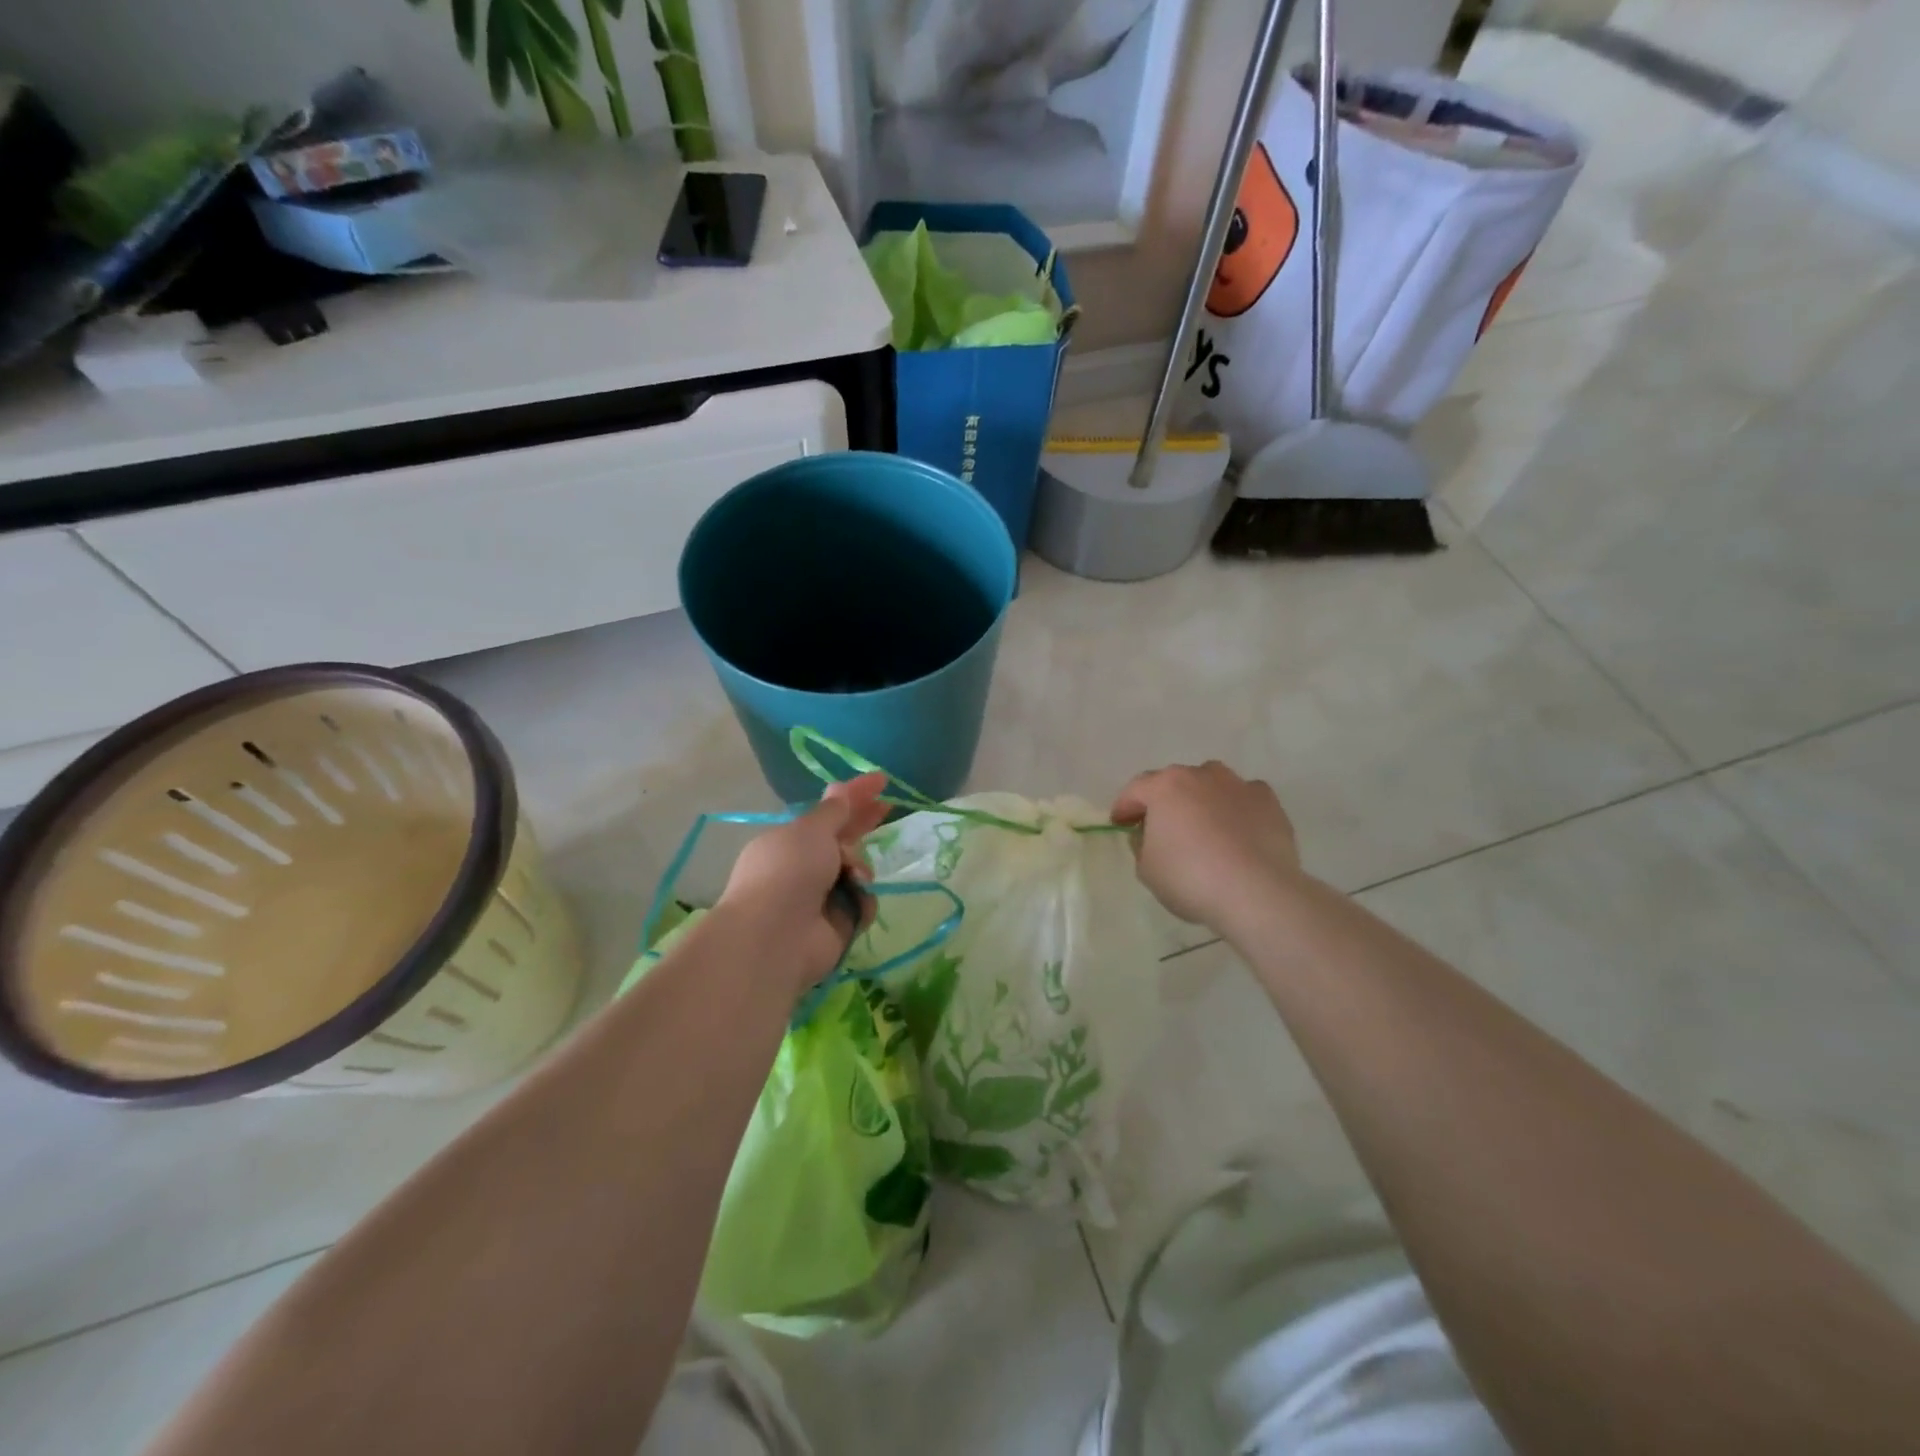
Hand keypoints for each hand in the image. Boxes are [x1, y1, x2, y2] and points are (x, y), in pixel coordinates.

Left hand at [716, 772, 889, 995]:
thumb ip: (834, 811)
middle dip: (864, 825)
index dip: (854, 795)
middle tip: (890, 807)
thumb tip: (840, 788)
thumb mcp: (811, 831)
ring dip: (860, 869)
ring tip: (854, 878)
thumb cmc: (789, 872)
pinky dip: (861, 901)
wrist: (776, 937)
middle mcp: (805, 867)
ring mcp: (822, 897)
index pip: (829, 812)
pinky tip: (854, 904)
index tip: (882, 781)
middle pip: (844, 840)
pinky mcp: (838, 924)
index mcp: (791, 840)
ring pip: (858, 870)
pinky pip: (863, 902)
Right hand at [1111, 761, 1300, 928]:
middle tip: (1160, 828)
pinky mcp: (1268, 801)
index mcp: (1165, 787)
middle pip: (1174, 782)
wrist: (1257, 892)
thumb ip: (1141, 845)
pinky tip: (1237, 831)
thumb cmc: (1191, 878)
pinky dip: (1236, 808)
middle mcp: (1200, 775)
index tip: (1120, 824)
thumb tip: (1148, 834)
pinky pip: (1243, 798)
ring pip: (1211, 783)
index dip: (1125, 807)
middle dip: (1164, 801)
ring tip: (1203, 826)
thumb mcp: (1147, 869)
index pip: (1135, 789)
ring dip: (1201, 799)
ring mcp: (1237, 785)